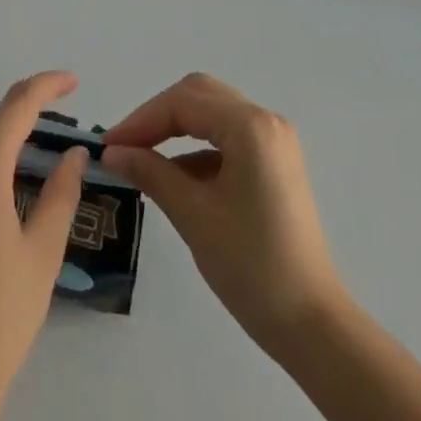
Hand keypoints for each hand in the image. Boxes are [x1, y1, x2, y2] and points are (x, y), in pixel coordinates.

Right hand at [100, 73, 342, 353]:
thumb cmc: (251, 267)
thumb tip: (113, 152)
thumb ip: (151, 173)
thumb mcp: (193, 216)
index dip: (141, 120)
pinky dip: (197, 148)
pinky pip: (227, 136)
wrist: (312, 324)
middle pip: (199, 95)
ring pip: (212, 112)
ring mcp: (273, 139)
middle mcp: (265, 120)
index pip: (183, 103)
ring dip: (176, 129)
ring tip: (141, 157)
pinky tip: (174, 176)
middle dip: (158, 116)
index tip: (109, 145)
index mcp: (250, 126)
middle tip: (124, 145)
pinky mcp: (274, 161)